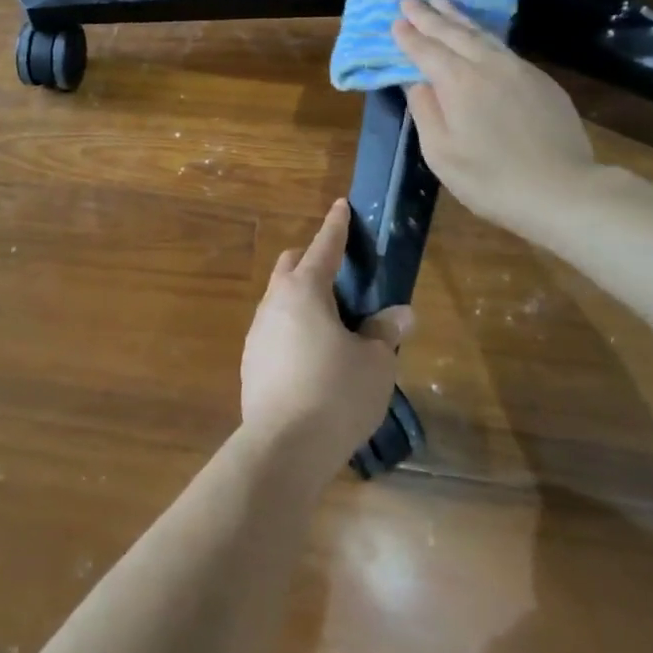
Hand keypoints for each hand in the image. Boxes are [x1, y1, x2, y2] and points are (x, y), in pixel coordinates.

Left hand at [240, 200, 413, 483]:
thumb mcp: (375, 363)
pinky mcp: (251, 361)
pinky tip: (313, 358)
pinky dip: (294, 329)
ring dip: (302, 299)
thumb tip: (401, 313)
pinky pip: (275, 330)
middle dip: (313, 261)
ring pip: (279, 299)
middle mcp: (274, 303)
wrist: (283, 446)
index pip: (324, 248)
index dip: (336, 227)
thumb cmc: (336, 393)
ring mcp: (257, 332)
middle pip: (291, 267)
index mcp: (305, 291)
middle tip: (342, 278)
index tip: (341, 206)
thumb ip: (385, 331)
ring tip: (333, 325)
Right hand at [392, 0, 597, 231]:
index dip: (408, 35)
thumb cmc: (490, 178)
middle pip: (454, 32)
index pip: (426, 50)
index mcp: (458, 82)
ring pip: (482, 34)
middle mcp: (488, 66)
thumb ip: (425, 111)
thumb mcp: (441, 152)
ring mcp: (519, 70)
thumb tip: (416, 81)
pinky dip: (483, 35)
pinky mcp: (541, 80)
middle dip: (429, 14)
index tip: (394, 20)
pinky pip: (503, 47)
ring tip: (442, 0)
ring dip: (458, 16)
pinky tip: (479, 35)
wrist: (562, 190)